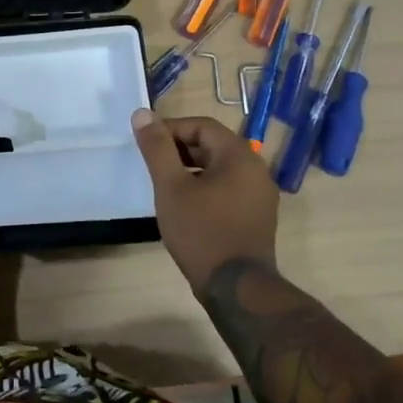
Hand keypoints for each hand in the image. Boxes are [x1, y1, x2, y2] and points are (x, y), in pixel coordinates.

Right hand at [130, 109, 278, 291]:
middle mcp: (256, 169)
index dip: (170, 129)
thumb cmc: (201, 231)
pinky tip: (186, 205)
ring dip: (191, 168)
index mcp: (239, 156)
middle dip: (180, 149)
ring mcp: (260, 195)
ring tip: (165, 184)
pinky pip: (228, 187)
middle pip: (213, 144)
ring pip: (220, 167)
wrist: (236, 288)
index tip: (146, 144)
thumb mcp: (171, 187)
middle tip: (153, 164)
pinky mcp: (257, 215)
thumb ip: (157, 148)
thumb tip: (142, 114)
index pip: (201, 126)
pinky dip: (205, 186)